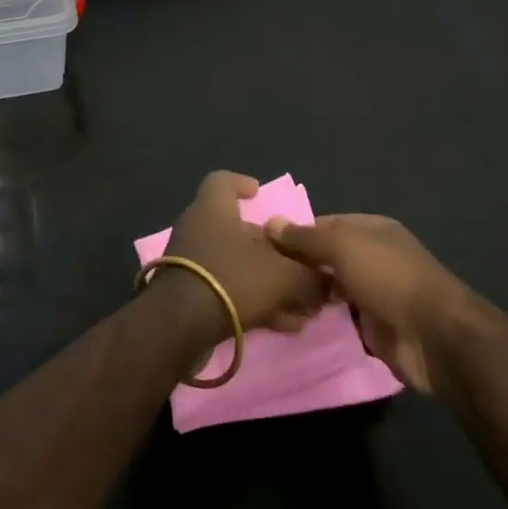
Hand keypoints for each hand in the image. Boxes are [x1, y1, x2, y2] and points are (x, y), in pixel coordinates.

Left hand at [156, 172, 326, 344]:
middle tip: (300, 267)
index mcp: (213, 208)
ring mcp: (190, 263)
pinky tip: (283, 325)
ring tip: (302, 307)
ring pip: (237, 266)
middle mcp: (198, 229)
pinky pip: (228, 291)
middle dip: (272, 250)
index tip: (259, 194)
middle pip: (239, 231)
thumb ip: (310, 277)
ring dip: (269, 283)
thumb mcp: (284, 276)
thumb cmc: (232, 279)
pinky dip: (255, 303)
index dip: (242, 184)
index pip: (223, 181)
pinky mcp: (189, 295)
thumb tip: (327, 282)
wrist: (180, 327)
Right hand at [265, 213, 469, 392]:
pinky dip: (323, 322)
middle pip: (327, 258)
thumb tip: (270, 223)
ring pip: (332, 290)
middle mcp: (372, 257)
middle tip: (262, 277)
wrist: (435, 337)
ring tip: (272, 301)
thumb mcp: (342, 246)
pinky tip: (294, 324)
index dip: (295, 233)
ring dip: (309, 296)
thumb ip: (305, 237)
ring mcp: (374, 294)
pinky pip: (341, 320)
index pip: (323, 224)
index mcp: (370, 229)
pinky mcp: (374, 328)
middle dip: (299, 266)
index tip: (262, 245)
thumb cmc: (388, 278)